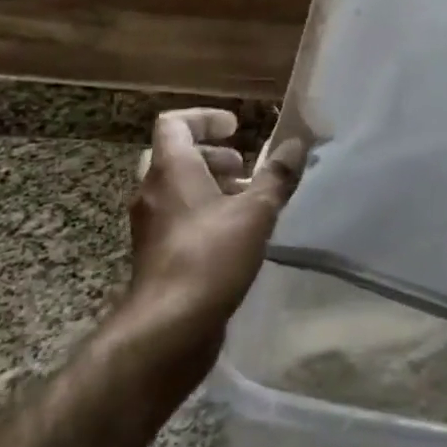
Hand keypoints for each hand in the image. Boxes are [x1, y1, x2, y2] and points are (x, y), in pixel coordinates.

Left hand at [125, 109, 302, 365]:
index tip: (236, 127)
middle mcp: (152, 191)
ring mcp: (150, 225)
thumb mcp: (255, 212)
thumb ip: (277, 176)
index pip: (174, 123)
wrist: (167, 328)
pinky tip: (234, 235)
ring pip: (175, 189)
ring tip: (246, 200)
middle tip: (242, 166)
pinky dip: (202, 213)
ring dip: (208, 186)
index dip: (205, 118)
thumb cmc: (210, 257)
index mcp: (171, 170)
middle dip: (210, 155)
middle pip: (173, 155)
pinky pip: (176, 218)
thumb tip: (296, 143)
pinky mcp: (155, 254)